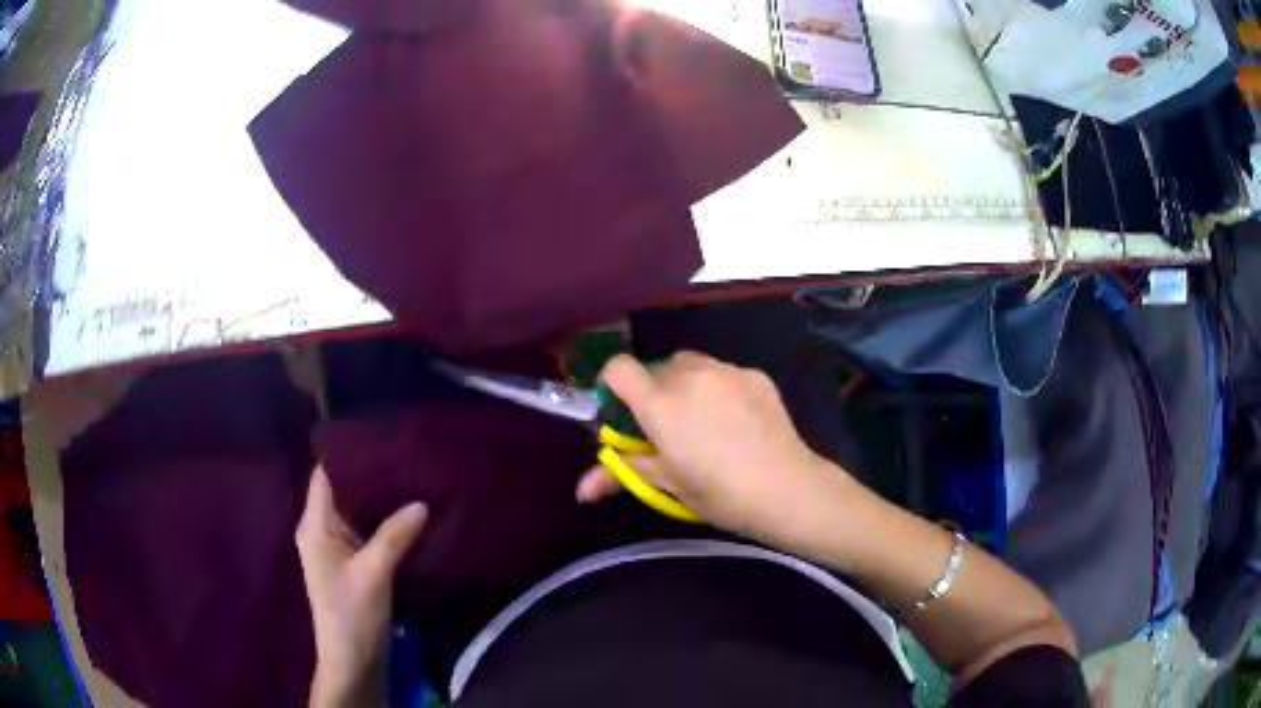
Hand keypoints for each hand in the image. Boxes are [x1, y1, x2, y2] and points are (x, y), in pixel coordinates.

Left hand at [296, 466, 426, 706]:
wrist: (353, 662)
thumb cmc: (352, 615)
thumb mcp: (373, 574)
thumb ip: (395, 536)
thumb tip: (422, 502)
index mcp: (315, 526)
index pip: (325, 475)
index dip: (346, 453)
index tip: (378, 433)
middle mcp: (323, 531)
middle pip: (344, 491)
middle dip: (371, 474)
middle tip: (405, 452)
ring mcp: (339, 549)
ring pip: (360, 513)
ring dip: (382, 499)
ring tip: (413, 476)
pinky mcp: (356, 565)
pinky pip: (370, 533)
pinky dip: (387, 522)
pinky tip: (411, 514)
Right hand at [576, 352, 848, 539]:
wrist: (787, 489)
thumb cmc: (719, 493)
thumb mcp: (667, 484)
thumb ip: (622, 472)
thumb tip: (581, 490)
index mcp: (661, 403)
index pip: (618, 368)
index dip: (611, 384)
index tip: (620, 411)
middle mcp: (690, 375)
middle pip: (656, 368)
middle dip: (653, 392)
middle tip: (666, 428)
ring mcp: (727, 371)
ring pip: (691, 366)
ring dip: (685, 385)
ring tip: (702, 422)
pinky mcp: (755, 375)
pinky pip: (724, 373)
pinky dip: (718, 388)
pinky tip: (736, 421)